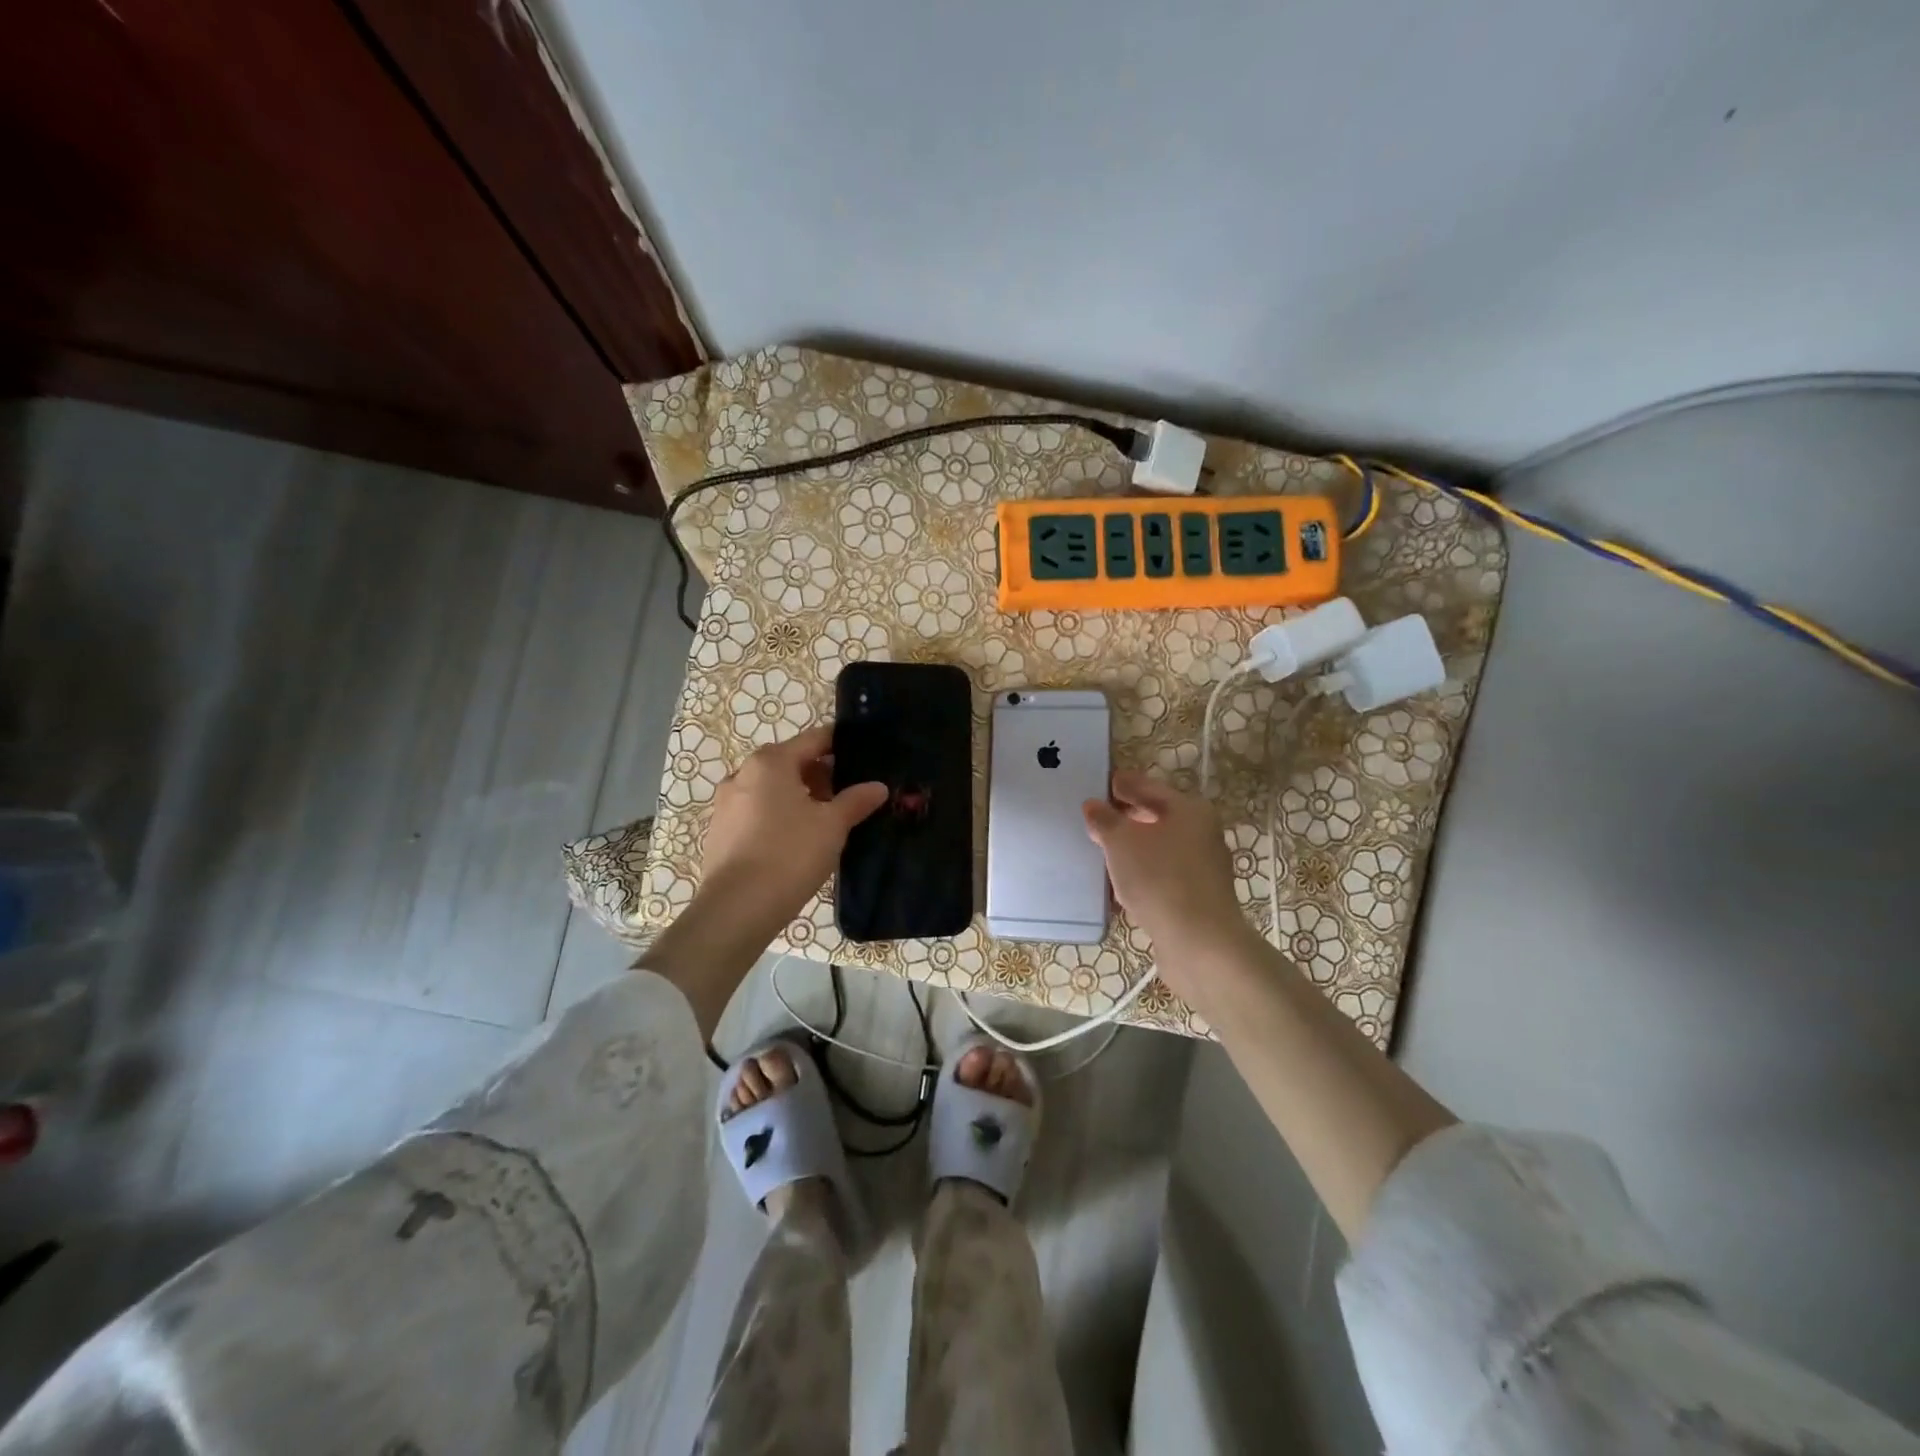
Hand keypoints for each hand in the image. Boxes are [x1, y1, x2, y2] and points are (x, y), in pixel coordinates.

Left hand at [697, 723, 887, 932]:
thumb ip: (856, 800)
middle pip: (791, 763)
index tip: (864, 755)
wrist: (737, 908)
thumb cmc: (790, 854)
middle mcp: (743, 774)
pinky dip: (779, 816)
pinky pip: (757, 812)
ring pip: (772, 789)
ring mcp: (726, 803)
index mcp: (771, 762)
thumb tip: (878, 787)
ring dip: (800, 797)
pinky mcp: (720, 832)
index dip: (841, 744)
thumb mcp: (832, 825)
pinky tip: (797, 840)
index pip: (814, 739)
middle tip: (850, 795)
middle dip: (821, 775)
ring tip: (826, 821)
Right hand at [1083, 771, 1258, 990]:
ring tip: (1103, 851)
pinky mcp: (1197, 897)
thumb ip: (1105, 820)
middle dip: (1127, 817)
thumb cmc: (1159, 879)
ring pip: (1160, 848)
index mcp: (1190, 810)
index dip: (1124, 784)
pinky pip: (1162, 875)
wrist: (1199, 943)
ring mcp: (1203, 867)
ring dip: (1134, 848)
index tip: (1102, 783)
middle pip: (1158, 817)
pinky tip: (1121, 884)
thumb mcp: (1121, 842)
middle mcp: (1202, 833)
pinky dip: (1142, 873)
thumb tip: (1093, 805)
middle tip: (1097, 817)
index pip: (1149, 787)